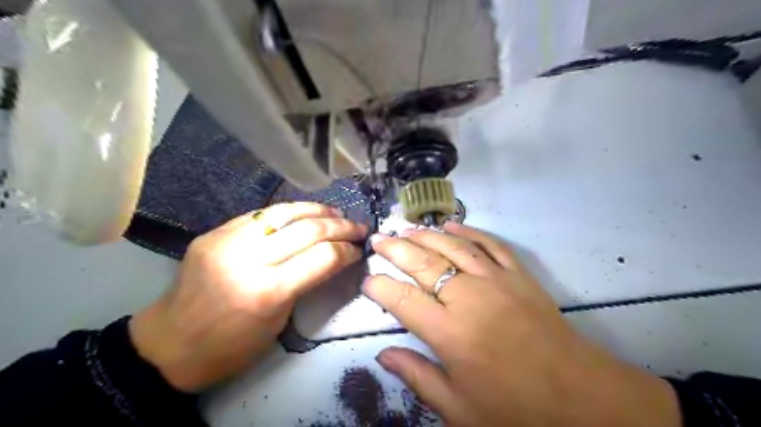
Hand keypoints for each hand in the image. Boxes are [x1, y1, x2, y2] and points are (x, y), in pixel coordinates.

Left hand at [130, 202, 367, 388]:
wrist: (169, 346)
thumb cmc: (231, 346)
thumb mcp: (279, 320)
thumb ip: (305, 282)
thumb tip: (332, 257)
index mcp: (268, 291)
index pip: (323, 257)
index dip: (347, 251)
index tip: (359, 250)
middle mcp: (248, 258)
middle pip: (308, 229)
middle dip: (341, 227)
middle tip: (358, 227)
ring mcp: (227, 240)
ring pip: (284, 212)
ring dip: (316, 210)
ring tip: (336, 214)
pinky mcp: (214, 232)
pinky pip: (259, 214)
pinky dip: (288, 212)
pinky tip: (302, 214)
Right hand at [365, 224, 680, 426]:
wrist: (580, 397)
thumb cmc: (515, 408)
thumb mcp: (458, 408)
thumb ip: (417, 376)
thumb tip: (382, 356)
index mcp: (449, 332)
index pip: (401, 298)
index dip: (379, 286)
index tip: (367, 279)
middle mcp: (467, 297)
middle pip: (422, 262)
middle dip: (395, 248)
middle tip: (378, 239)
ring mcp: (495, 280)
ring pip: (452, 245)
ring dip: (425, 234)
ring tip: (405, 228)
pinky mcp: (518, 274)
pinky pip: (489, 243)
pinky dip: (469, 230)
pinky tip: (452, 223)